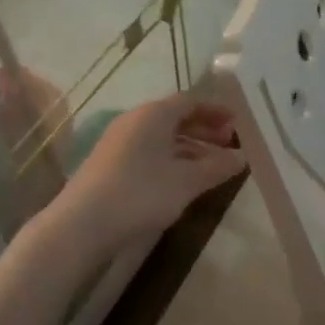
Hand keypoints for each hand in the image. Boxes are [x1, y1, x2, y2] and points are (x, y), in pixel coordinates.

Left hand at [57, 93, 246, 250]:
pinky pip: (149, 151)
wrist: (82, 224)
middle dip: (204, 129)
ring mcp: (119, 141)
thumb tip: (242, 157)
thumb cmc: (140, 193)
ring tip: (212, 167)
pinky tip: (182, 180)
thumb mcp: (185, 182)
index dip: (215, 110)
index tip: (237, 124)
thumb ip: (215, 167)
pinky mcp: (111, 163)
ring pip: (162, 136)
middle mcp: (135, 120)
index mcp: (153, 114)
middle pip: (175, 117)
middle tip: (228, 145)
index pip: (190, 101)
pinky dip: (171, 159)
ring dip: (189, 147)